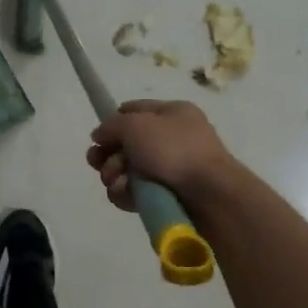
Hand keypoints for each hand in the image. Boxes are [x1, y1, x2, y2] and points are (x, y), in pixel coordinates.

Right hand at [87, 100, 239, 212]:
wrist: (209, 195)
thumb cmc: (173, 150)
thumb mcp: (135, 125)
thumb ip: (111, 126)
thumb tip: (99, 136)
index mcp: (172, 113)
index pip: (133, 110)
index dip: (112, 123)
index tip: (97, 139)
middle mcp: (172, 139)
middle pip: (125, 144)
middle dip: (108, 155)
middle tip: (98, 164)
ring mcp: (170, 169)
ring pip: (127, 171)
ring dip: (115, 176)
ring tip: (119, 183)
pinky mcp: (167, 196)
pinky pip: (136, 192)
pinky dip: (127, 194)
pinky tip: (128, 197)